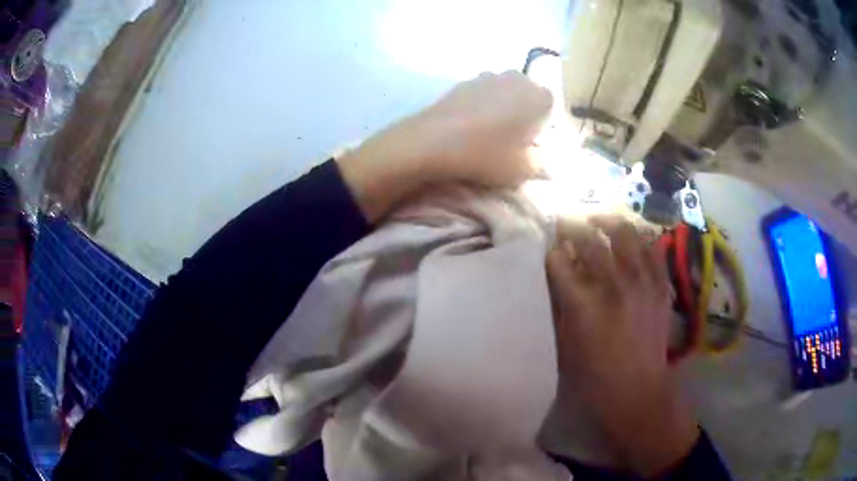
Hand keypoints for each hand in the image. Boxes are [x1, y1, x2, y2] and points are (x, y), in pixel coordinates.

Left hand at [337, 71, 551, 220]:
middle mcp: (516, 78)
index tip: (532, 144)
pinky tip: (469, 126)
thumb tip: (544, 158)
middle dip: (525, 114)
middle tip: (512, 140)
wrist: (431, 142)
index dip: (543, 127)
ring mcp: (487, 76)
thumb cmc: (486, 154)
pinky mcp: (463, 82)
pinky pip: (482, 93)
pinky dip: (481, 106)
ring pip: (505, 93)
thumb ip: (541, 162)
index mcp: (538, 96)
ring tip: (488, 134)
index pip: (552, 108)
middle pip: (528, 96)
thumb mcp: (522, 169)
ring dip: (503, 108)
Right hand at [546, 215, 698, 476]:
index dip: (551, 253)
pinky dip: (639, 239)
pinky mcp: (660, 287)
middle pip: (589, 239)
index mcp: (584, 305)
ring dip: (607, 222)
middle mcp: (614, 286)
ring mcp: (642, 283)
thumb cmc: (595, 375)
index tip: (549, 251)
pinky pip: (653, 249)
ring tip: (599, 220)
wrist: (638, 390)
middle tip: (566, 225)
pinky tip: (630, 240)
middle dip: (572, 227)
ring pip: (625, 234)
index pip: (560, 261)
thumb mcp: (566, 344)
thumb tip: (559, 276)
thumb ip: (561, 305)